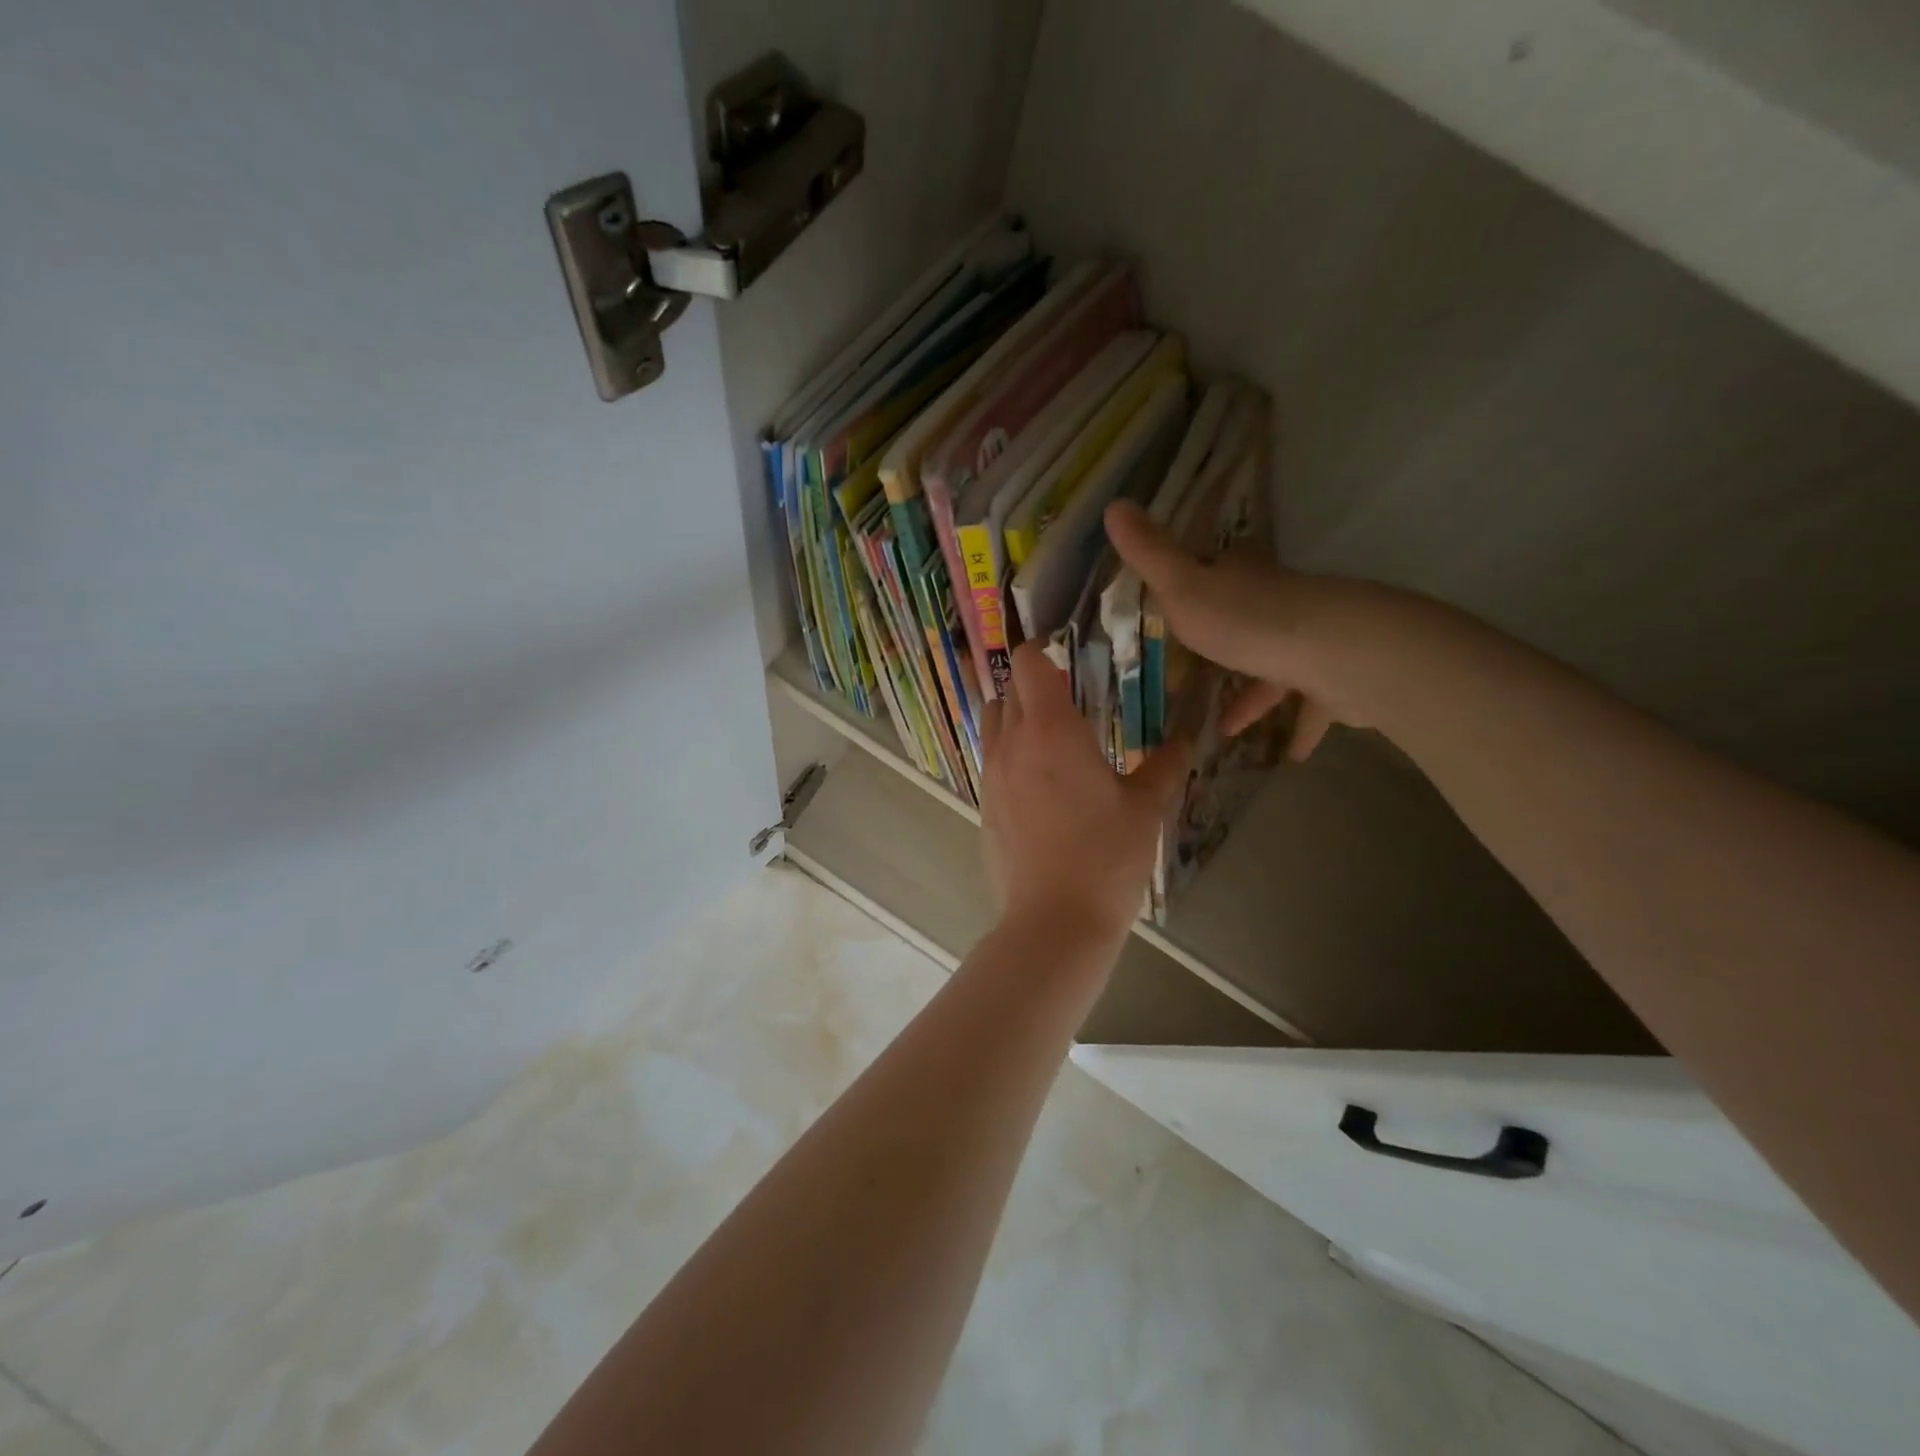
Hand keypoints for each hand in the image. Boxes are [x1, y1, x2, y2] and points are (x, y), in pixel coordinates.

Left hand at [980, 641, 1190, 951]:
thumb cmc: (1105, 858)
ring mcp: (990, 774)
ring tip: (1053, 737)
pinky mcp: (984, 804)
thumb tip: (1186, 738)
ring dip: (1016, 715)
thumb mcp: (1145, 808)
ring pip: (993, 722)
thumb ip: (1164, 765)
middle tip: (1071, 698)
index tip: (1067, 655)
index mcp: (1049, 730)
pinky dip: (1009, 751)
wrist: (1053, 921)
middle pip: (1008, 689)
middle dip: (1034, 683)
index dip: (1042, 649)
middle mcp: (1010, 743)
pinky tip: (1041, 780)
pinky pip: (991, 758)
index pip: (1027, 662)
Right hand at [1104, 500, 1377, 758]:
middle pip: (1247, 617)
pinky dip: (1300, 728)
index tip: (1172, 603)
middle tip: (1193, 673)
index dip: (1192, 582)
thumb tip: (1113, 503)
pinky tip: (1287, 756)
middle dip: (1223, 642)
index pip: (1214, 570)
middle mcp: (1277, 603)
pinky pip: (1312, 706)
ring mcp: (1309, 640)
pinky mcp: (1335, 677)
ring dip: (1256, 695)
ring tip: (1228, 728)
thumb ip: (1150, 554)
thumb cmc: (1250, 622)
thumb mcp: (1183, 588)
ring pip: (1277, 664)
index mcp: (1241, 579)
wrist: (1338, 654)